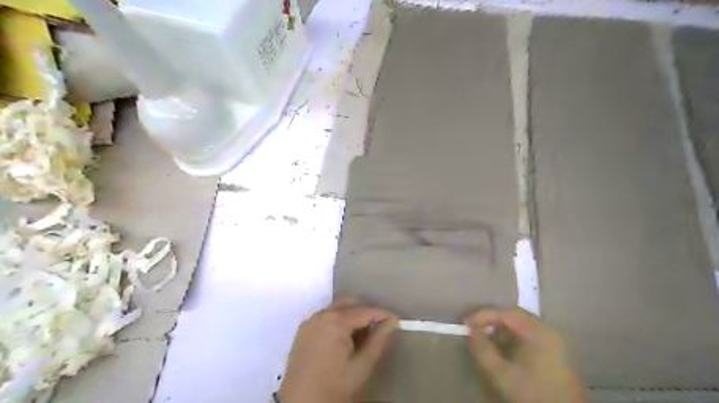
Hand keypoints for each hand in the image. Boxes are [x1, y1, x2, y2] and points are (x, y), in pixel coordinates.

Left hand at [277, 299, 397, 402]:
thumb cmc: (334, 385)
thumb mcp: (361, 365)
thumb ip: (378, 340)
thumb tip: (392, 322)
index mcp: (336, 321)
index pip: (365, 311)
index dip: (383, 314)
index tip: (396, 320)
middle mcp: (321, 314)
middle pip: (349, 303)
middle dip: (366, 310)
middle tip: (381, 324)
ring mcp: (310, 321)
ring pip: (337, 308)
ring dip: (352, 314)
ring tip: (365, 331)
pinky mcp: (304, 330)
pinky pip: (325, 316)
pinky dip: (338, 319)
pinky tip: (346, 336)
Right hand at [467, 309, 588, 402]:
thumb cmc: (532, 395)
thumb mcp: (501, 374)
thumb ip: (482, 349)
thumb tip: (470, 330)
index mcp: (538, 332)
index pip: (506, 313)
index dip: (483, 315)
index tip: (465, 324)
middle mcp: (549, 331)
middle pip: (515, 316)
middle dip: (492, 320)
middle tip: (473, 328)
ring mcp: (556, 343)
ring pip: (522, 326)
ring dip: (502, 329)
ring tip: (485, 338)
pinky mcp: (557, 355)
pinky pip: (530, 337)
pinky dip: (513, 339)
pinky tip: (503, 350)